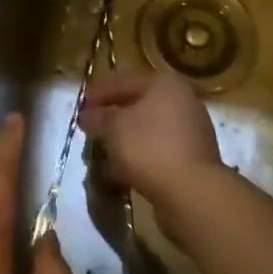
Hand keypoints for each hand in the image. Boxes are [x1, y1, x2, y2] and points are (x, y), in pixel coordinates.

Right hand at [79, 69, 224, 222]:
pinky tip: (119, 173)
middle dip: (112, 119)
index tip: (80, 106)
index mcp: (165, 84)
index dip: (99, 92)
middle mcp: (182, 101)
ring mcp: (191, 131)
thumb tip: (88, 115)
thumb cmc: (149, 147)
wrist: (192, 192)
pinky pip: (158, 152)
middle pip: (138, 106)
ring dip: (124, 141)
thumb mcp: (114, 127)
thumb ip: (99, 118)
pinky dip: (138, 158)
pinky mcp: (192, 160)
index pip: (124, 81)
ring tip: (102, 155)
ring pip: (147, 131)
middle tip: (90, 129)